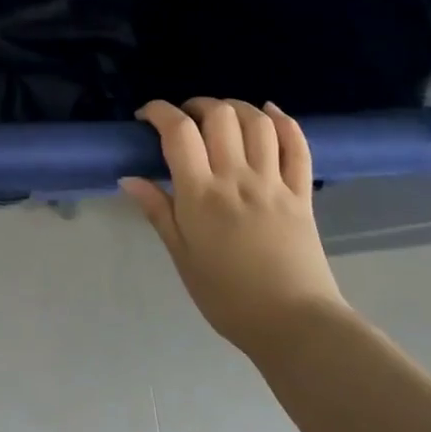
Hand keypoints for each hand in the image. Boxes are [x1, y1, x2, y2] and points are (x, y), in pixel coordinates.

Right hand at [122, 99, 348, 359]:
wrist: (294, 325)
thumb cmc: (227, 296)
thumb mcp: (181, 256)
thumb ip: (157, 211)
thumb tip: (128, 178)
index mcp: (201, 194)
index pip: (178, 132)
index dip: (159, 112)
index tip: (146, 116)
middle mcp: (237, 178)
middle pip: (219, 116)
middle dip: (197, 105)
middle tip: (185, 120)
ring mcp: (273, 183)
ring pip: (257, 123)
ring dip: (236, 107)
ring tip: (221, 116)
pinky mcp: (302, 194)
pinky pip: (298, 147)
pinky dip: (284, 122)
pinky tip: (269, 113)